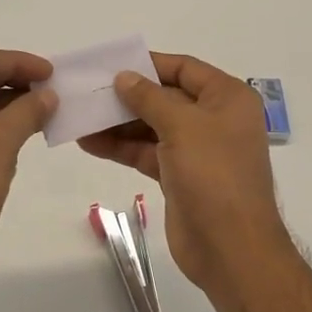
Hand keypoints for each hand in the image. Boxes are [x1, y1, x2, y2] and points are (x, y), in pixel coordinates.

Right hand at [78, 52, 288, 291]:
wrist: (231, 248)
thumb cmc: (213, 174)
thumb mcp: (182, 125)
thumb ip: (149, 98)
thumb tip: (124, 76)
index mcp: (227, 98)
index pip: (185, 69)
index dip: (149, 64)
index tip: (113, 63)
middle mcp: (215, 119)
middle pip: (166, 97)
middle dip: (128, 96)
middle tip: (89, 92)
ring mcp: (197, 150)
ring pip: (152, 127)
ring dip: (118, 123)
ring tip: (81, 117)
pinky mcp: (179, 177)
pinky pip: (147, 153)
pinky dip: (121, 148)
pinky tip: (89, 143)